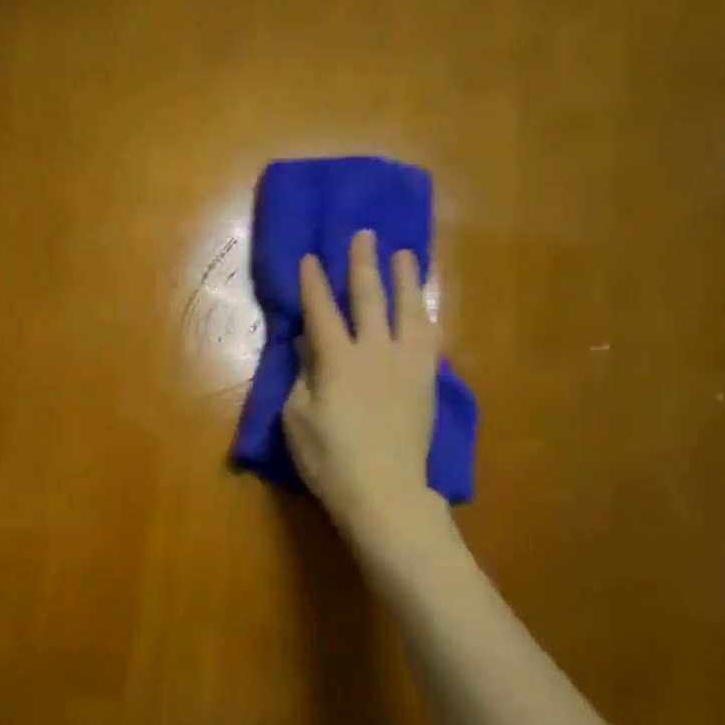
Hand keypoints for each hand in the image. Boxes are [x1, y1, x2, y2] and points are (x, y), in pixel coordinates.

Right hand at [282, 230, 446, 551]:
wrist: (384, 490)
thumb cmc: (329, 458)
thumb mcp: (296, 418)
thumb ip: (302, 376)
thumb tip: (306, 344)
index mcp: (337, 360)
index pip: (321, 311)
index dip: (313, 283)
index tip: (310, 257)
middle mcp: (374, 351)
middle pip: (369, 298)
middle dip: (363, 265)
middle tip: (364, 235)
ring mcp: (406, 364)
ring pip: (407, 310)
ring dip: (404, 279)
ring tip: (404, 255)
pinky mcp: (426, 381)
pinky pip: (429, 338)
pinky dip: (425, 316)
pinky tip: (423, 307)